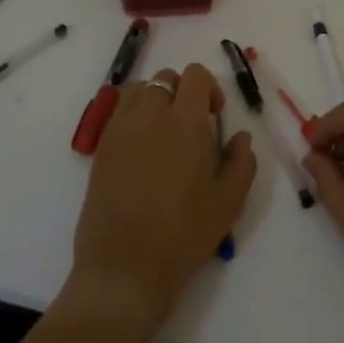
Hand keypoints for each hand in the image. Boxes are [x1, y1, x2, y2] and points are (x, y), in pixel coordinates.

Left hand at [67, 63, 256, 342]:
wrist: (125, 267)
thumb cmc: (184, 234)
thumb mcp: (229, 202)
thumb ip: (242, 161)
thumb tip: (240, 136)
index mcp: (186, 121)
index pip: (195, 75)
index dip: (209, 88)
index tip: (214, 116)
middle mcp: (150, 114)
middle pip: (166, 78)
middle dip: (182, 93)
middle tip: (191, 127)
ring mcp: (120, 128)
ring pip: (139, 90)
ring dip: (155, 100)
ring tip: (163, 134)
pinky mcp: (101, 147)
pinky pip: (118, 113)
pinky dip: (133, 117)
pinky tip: (142, 150)